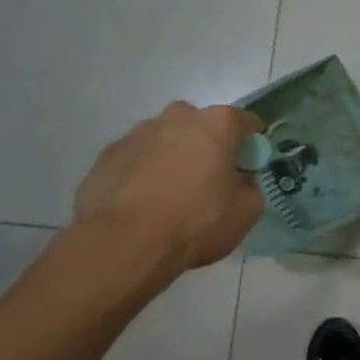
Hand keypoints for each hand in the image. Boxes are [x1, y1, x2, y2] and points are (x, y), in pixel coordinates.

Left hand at [73, 102, 264, 271]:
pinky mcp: (109, 154)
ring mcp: (138, 133)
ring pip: (165, 140)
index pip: (246, 122)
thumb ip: (250, 186)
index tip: (248, 166)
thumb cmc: (196, 221)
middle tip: (208, 181)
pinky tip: (142, 203)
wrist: (125, 242)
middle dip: (207, 146)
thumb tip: (241, 180)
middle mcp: (177, 117)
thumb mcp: (246, 212)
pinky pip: (136, 158)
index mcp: (217, 124)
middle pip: (201, 126)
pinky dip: (143, 173)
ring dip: (172, 158)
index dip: (251, 144)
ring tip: (169, 196)